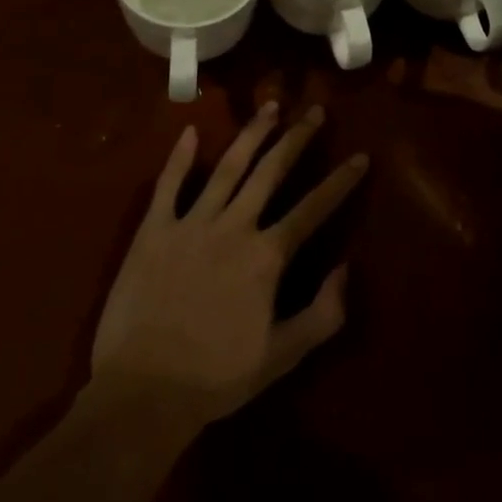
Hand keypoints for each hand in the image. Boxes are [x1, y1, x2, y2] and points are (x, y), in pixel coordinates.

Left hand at [90, 102, 367, 427]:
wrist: (142, 395)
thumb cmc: (216, 378)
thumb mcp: (283, 356)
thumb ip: (324, 313)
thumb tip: (346, 267)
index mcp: (266, 256)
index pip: (313, 209)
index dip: (340, 182)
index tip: (360, 156)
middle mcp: (233, 227)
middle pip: (271, 172)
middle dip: (297, 139)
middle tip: (314, 111)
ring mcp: (190, 224)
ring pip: (227, 167)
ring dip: (251, 134)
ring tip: (270, 107)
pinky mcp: (153, 232)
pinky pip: (167, 186)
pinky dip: (179, 158)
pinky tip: (191, 132)